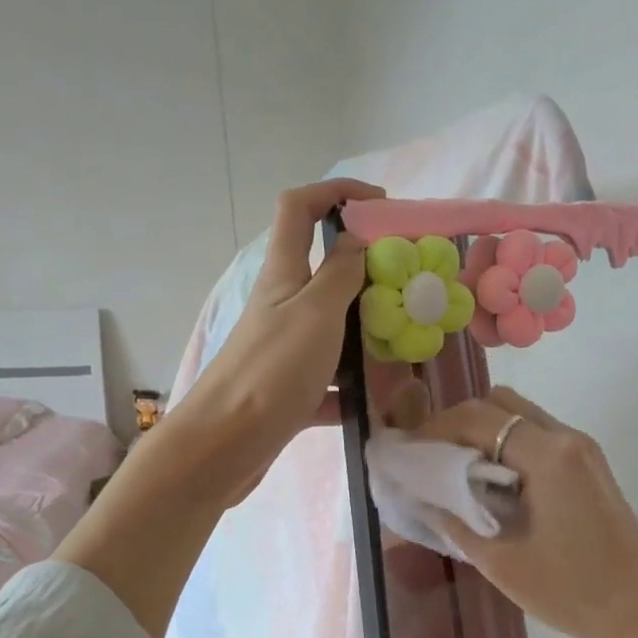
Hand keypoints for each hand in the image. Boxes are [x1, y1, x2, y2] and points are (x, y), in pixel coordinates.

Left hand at [165, 178, 378, 504]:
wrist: (226, 444)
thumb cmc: (273, 370)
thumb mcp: (317, 312)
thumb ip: (342, 274)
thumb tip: (358, 241)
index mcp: (284, 273)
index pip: (299, 207)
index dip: (337, 192)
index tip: (382, 205)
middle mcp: (283, 305)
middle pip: (325, 270)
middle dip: (368, 270)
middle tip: (411, 285)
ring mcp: (286, 348)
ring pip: (334, 326)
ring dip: (368, 329)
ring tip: (408, 341)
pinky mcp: (291, 389)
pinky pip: (332, 380)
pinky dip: (355, 387)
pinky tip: (384, 401)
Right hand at [415, 387, 637, 637]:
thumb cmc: (574, 591)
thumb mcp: (502, 563)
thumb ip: (455, 522)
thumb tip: (419, 497)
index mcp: (547, 455)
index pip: (477, 418)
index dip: (434, 430)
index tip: (408, 454)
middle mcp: (566, 437)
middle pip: (500, 403)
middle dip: (458, 423)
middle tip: (432, 459)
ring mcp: (582, 448)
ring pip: (521, 415)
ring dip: (485, 432)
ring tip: (457, 471)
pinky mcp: (590, 464)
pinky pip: (539, 435)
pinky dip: (509, 445)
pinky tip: (494, 483)